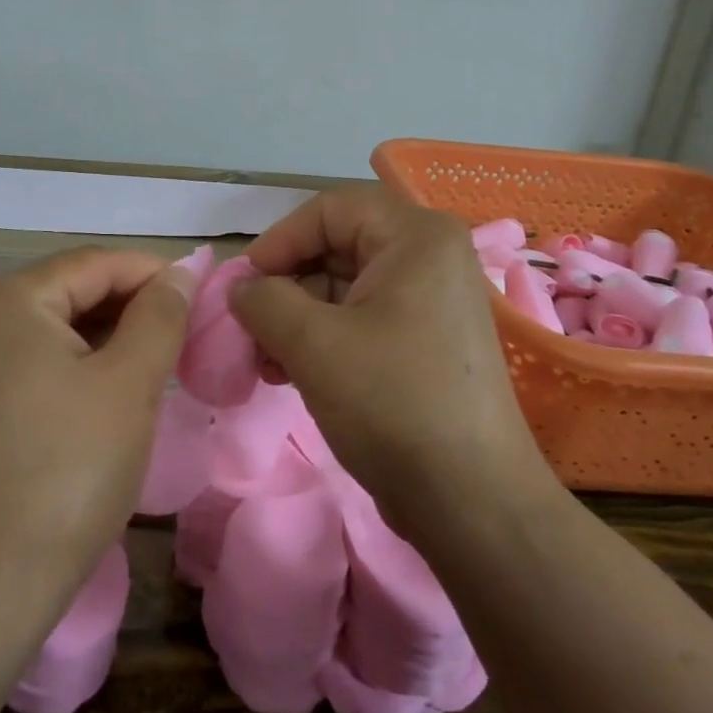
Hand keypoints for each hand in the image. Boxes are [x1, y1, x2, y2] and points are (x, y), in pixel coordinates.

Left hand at [0, 247, 195, 622]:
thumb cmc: (67, 471)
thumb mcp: (129, 384)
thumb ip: (160, 316)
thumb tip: (181, 273)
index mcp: (9, 299)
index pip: (97, 262)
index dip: (156, 273)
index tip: (206, 297)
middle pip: (73, 290)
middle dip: (135, 305)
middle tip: (190, 333)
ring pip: (58, 327)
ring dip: (112, 336)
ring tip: (163, 360)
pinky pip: (39, 359)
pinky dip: (82, 364)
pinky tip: (116, 388)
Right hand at [229, 186, 557, 536]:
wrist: (471, 502)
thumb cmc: (392, 402)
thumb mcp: (313, 343)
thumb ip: (263, 301)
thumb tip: (241, 290)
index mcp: (416, 237)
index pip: (329, 210)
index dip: (279, 241)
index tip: (244, 286)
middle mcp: (430, 258)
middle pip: (336, 247)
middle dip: (284, 287)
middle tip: (248, 329)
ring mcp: (431, 302)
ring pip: (344, 288)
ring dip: (296, 318)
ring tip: (264, 361)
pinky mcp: (426, 343)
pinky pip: (362, 320)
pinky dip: (321, 339)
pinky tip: (288, 373)